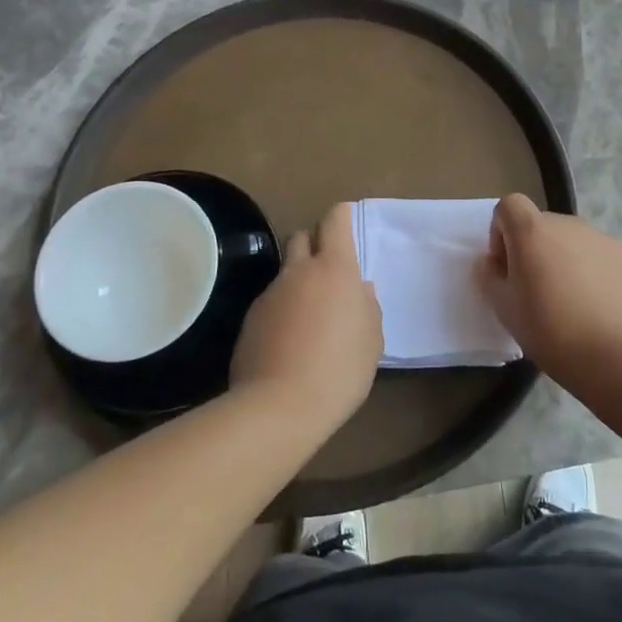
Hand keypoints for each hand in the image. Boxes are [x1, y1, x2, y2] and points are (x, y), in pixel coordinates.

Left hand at [230, 203, 381, 434]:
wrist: (279, 406)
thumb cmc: (340, 370)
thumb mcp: (372, 341)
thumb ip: (367, 307)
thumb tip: (360, 289)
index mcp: (335, 270)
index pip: (335, 221)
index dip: (341, 216)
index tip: (346, 220)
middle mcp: (299, 272)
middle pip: (302, 237)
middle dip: (315, 243)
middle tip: (328, 270)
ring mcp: (270, 293)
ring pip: (285, 272)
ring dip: (298, 281)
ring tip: (310, 315)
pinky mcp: (250, 318)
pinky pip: (271, 301)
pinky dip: (282, 309)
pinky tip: (289, 340)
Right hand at [478, 194, 621, 374]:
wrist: (617, 356)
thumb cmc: (550, 330)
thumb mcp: (504, 308)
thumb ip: (489, 277)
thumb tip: (492, 262)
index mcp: (533, 231)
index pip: (510, 205)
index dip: (502, 231)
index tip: (507, 266)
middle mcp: (569, 225)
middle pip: (542, 225)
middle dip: (535, 250)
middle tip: (537, 291)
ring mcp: (604, 239)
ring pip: (574, 242)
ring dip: (565, 261)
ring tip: (572, 303)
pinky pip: (602, 258)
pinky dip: (595, 274)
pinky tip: (599, 309)